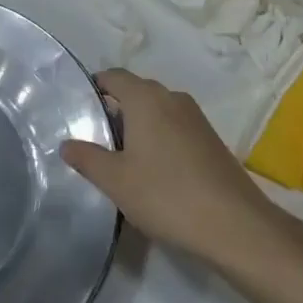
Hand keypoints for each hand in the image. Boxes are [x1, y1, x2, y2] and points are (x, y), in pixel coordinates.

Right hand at [61, 69, 280, 269]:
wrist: (235, 225)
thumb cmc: (166, 194)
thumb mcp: (116, 180)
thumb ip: (87, 158)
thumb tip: (67, 143)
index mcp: (146, 98)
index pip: (113, 76)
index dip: (93, 87)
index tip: (77, 109)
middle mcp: (172, 98)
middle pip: (135, 92)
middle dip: (114, 110)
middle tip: (93, 139)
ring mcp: (196, 118)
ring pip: (157, 111)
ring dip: (138, 126)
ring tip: (120, 158)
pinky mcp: (211, 140)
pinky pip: (174, 127)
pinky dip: (159, 139)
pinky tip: (152, 170)